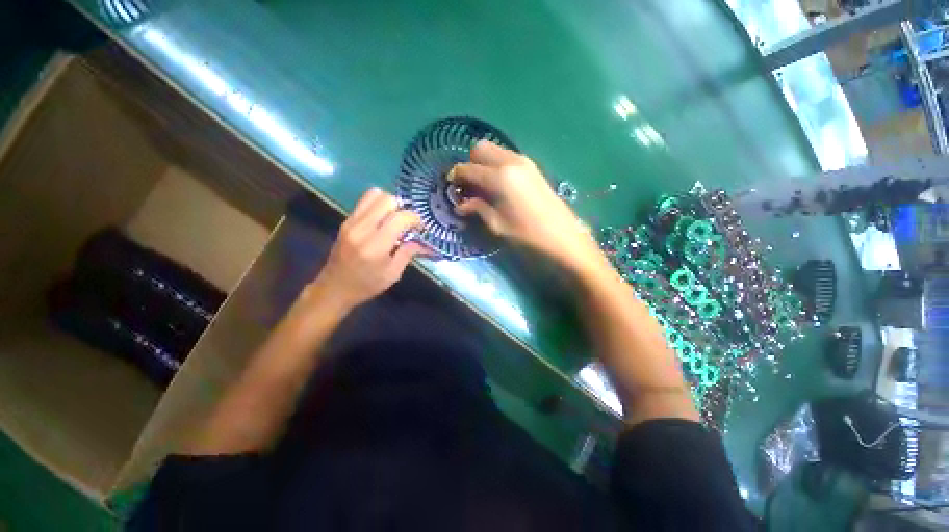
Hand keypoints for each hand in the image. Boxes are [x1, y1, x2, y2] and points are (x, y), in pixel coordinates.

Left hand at [308, 188, 423, 311]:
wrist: (334, 288)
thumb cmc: (366, 285)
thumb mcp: (393, 274)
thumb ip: (408, 253)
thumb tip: (422, 241)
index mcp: (375, 245)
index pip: (399, 217)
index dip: (414, 218)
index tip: (420, 226)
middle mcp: (362, 229)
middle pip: (386, 199)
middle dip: (402, 207)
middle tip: (407, 221)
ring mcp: (351, 222)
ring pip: (374, 195)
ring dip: (389, 203)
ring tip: (395, 218)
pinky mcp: (346, 221)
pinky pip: (365, 202)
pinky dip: (378, 205)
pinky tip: (383, 220)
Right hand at [451, 141, 604, 272]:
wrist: (563, 237)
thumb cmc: (528, 235)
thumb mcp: (498, 225)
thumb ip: (478, 209)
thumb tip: (461, 205)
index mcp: (499, 177)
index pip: (468, 168)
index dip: (456, 175)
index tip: (451, 185)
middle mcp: (511, 162)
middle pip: (480, 148)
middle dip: (470, 163)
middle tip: (468, 185)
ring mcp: (524, 162)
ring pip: (495, 150)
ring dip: (484, 163)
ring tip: (483, 186)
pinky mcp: (533, 167)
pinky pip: (508, 157)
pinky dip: (497, 165)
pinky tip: (499, 185)